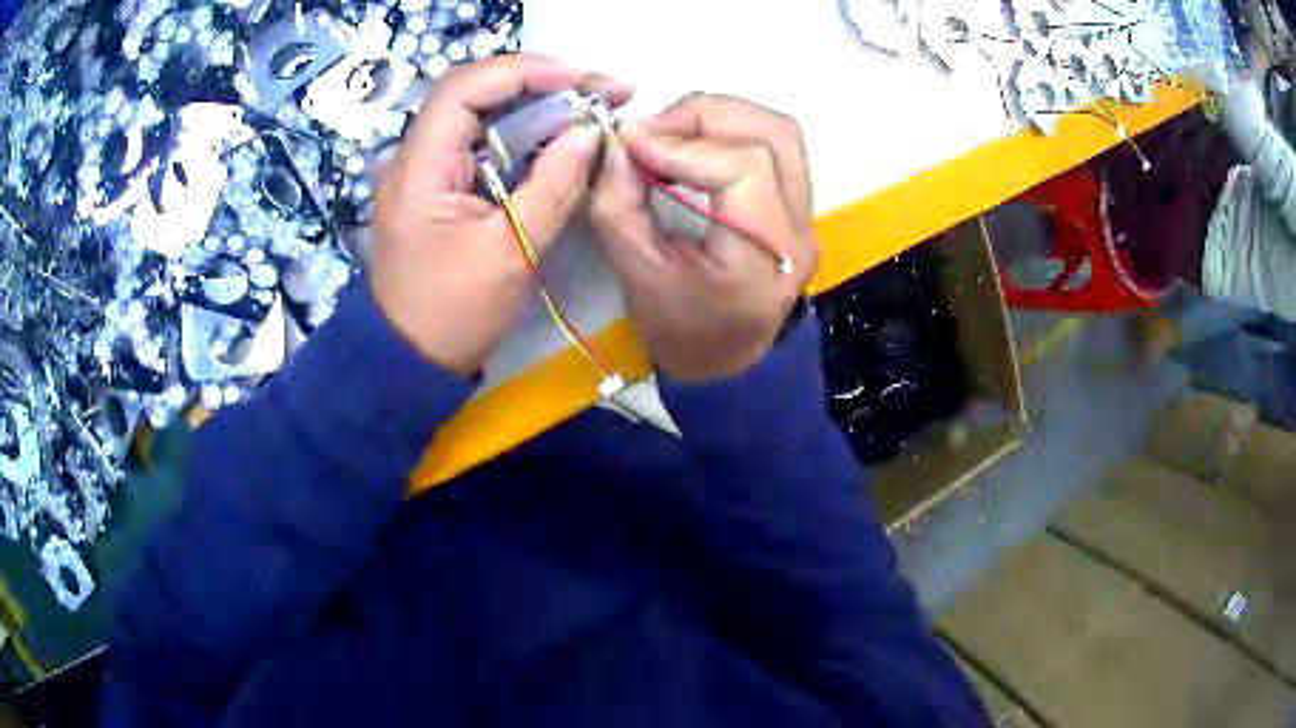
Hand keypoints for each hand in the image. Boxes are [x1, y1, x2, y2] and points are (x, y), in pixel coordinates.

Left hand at [370, 55, 630, 374]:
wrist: (411, 358)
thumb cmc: (453, 314)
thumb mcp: (512, 253)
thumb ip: (554, 186)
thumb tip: (592, 133)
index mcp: (419, 167)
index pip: (467, 88)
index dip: (526, 71)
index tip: (583, 79)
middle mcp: (416, 155)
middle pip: (477, 91)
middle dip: (541, 83)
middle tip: (602, 91)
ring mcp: (426, 168)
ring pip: (483, 114)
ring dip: (538, 106)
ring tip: (593, 108)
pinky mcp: (441, 184)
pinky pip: (484, 143)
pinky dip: (525, 135)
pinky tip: (562, 137)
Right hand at [590, 94, 817, 382]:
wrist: (729, 363)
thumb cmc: (681, 332)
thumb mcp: (636, 275)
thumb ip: (619, 205)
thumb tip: (618, 143)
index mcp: (763, 259)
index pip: (744, 167)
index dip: (683, 144)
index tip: (630, 143)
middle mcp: (799, 230)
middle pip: (772, 135)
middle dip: (702, 117)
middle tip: (650, 134)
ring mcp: (807, 217)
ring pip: (779, 132)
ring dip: (720, 117)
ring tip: (671, 135)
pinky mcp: (799, 207)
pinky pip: (775, 146)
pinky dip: (730, 131)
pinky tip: (693, 146)